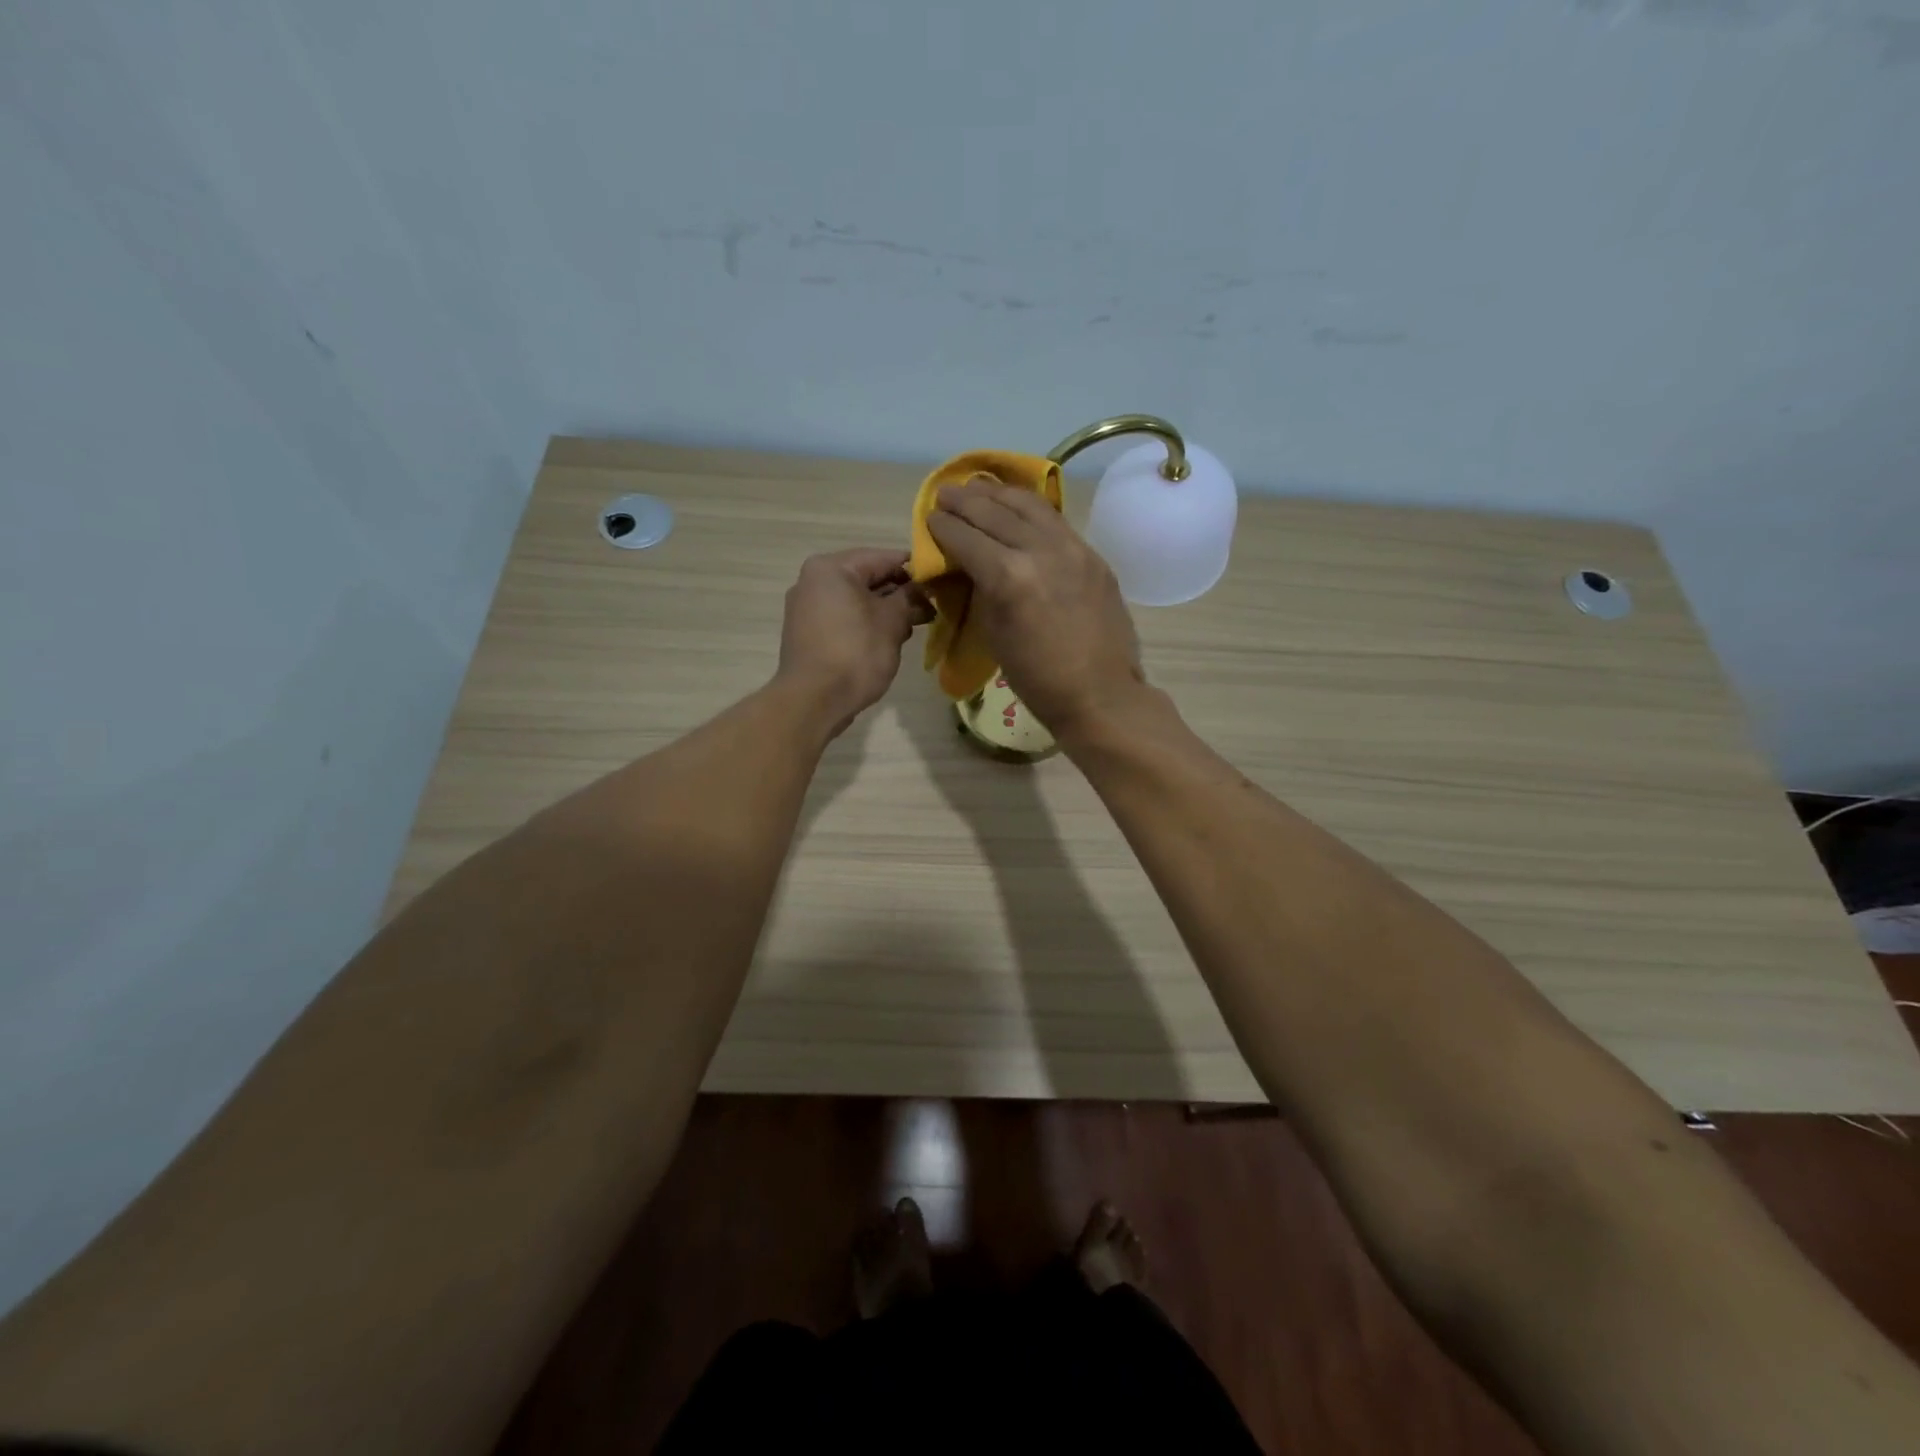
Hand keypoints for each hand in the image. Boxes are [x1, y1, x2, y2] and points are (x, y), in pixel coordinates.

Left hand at [776, 548, 928, 735]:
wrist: (814, 700)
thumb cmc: (855, 653)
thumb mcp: (892, 621)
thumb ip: (909, 598)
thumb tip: (919, 590)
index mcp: (831, 568)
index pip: (883, 558)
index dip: (915, 569)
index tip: (940, 581)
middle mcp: (813, 581)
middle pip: (867, 578)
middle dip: (900, 593)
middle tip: (932, 607)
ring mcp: (807, 609)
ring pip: (856, 601)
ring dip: (886, 611)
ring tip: (915, 626)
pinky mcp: (808, 634)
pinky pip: (844, 619)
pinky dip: (867, 624)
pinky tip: (890, 640)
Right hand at [925, 483, 1146, 739]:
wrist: (1100, 693)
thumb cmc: (1037, 678)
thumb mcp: (994, 634)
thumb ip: (981, 589)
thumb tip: (969, 565)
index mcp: (1009, 577)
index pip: (966, 537)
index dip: (943, 526)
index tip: (931, 519)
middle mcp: (1040, 550)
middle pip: (994, 512)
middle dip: (964, 501)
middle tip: (945, 494)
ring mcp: (1072, 548)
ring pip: (1028, 505)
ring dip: (997, 493)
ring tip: (978, 487)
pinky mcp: (1092, 554)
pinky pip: (1055, 520)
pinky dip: (1029, 507)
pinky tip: (1016, 505)